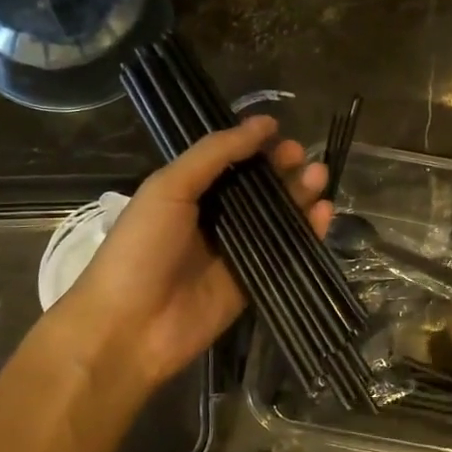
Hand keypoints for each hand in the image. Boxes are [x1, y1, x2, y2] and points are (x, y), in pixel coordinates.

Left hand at [55, 116, 331, 392]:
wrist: (128, 327)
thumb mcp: (169, 188)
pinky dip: (307, 233)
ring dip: (299, 196)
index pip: (231, 162)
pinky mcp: (253, 283)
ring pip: (277, 218)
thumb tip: (264, 124)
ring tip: (320, 178)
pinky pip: (286, 253)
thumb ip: (215, 154)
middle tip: (305, 158)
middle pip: (259, 189)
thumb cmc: (141, 249)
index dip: (256, 147)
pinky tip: (323, 214)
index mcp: (188, 192)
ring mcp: (235, 252)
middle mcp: (214, 219)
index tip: (282, 134)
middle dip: (283, 170)